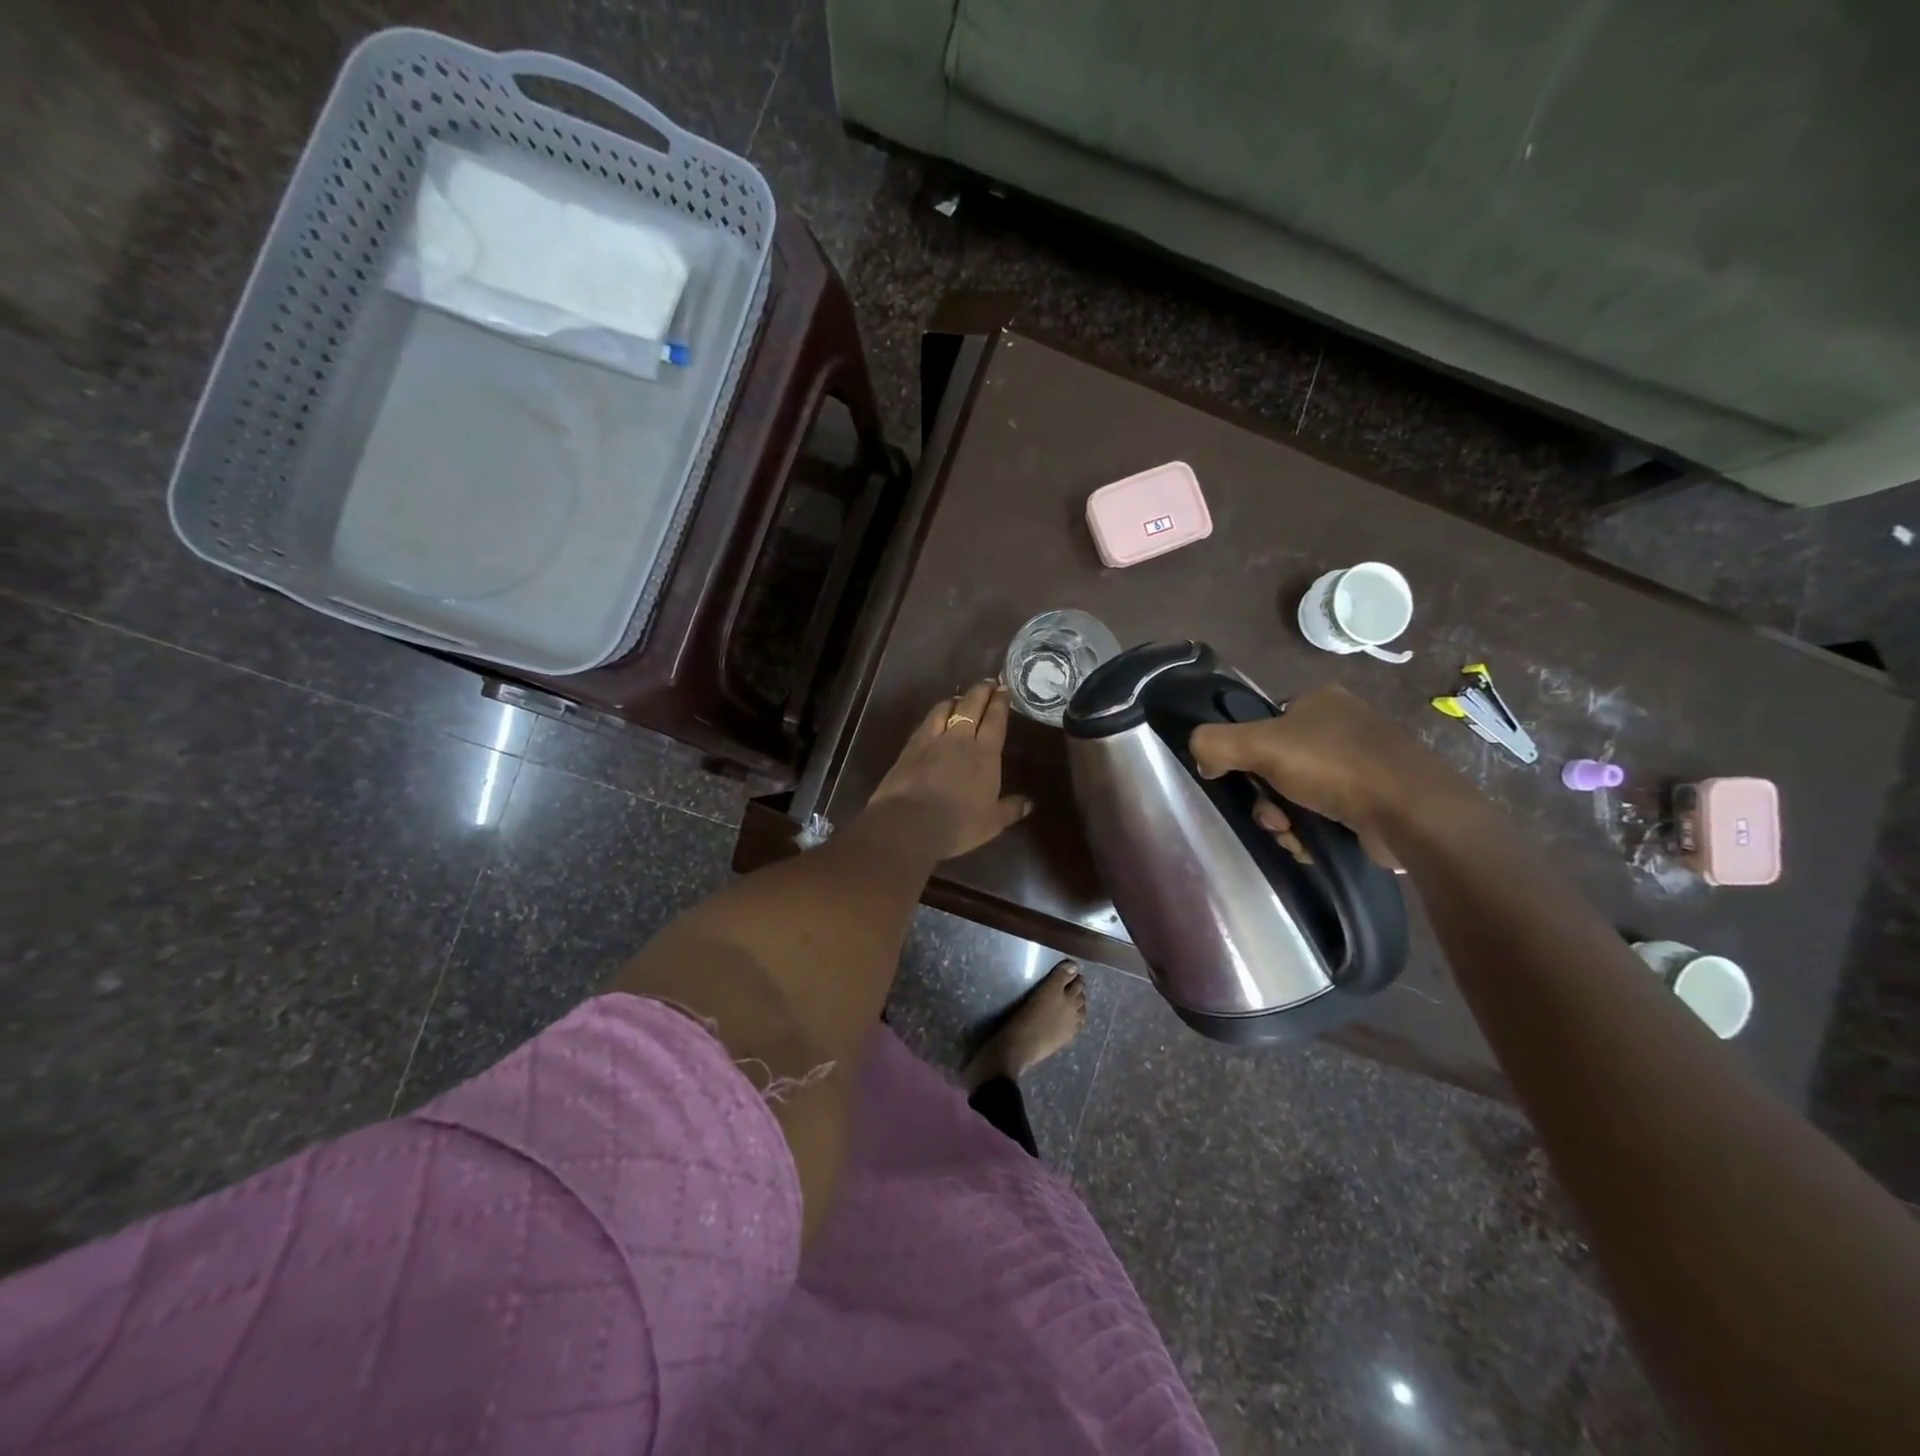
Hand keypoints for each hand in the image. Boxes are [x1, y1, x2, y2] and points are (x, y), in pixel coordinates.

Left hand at [867, 680, 1031, 860]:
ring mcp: (932, 740)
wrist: (909, 823)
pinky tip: (934, 717)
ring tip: (960, 697)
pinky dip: (934, 715)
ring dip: (955, 700)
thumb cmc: (958, 824)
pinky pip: (925, 723)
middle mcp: (959, 739)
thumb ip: (1011, 808)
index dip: (1000, 703)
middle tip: (988, 682)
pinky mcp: (910, 747)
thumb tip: (1029, 803)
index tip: (1004, 689)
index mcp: (985, 754)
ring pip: (945, 709)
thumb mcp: (992, 822)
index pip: (995, 720)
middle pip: (971, 706)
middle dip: (981, 691)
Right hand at [1189, 685, 1466, 866]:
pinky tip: (1313, 843)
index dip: (1247, 756)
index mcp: (1320, 700)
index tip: (1245, 782)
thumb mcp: (1259, 744)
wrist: (1412, 813)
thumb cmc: (1335, 767)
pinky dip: (1311, 831)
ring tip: (1295, 834)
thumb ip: (1214, 743)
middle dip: (1266, 798)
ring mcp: (1363, 763)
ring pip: (1297, 795)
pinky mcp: (1375, 800)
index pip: (1264, 724)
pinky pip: (1324, 815)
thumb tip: (1200, 759)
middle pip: (1276, 766)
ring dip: (1284, 819)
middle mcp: (1343, 726)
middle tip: (1273, 817)